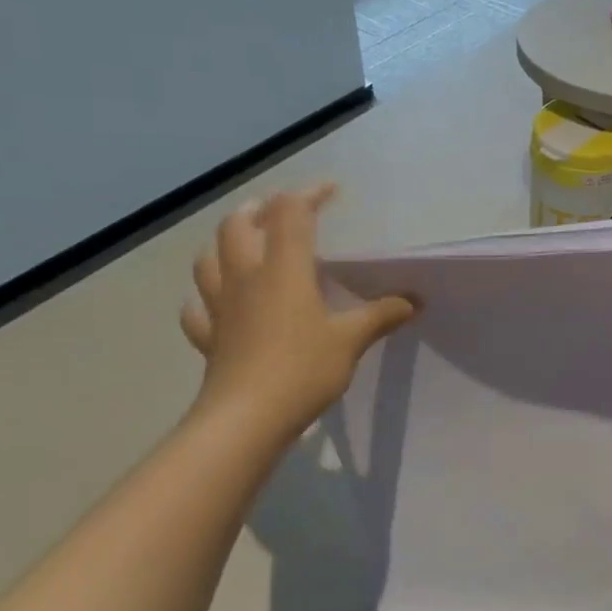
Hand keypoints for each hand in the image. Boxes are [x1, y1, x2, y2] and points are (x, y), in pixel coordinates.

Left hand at [180, 185, 414, 456]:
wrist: (246, 419)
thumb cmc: (302, 369)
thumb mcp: (351, 340)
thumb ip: (381, 315)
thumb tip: (413, 301)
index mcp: (283, 268)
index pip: (290, 212)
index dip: (309, 194)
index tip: (332, 191)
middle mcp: (246, 277)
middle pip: (238, 225)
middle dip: (260, 209)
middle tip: (283, 212)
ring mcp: (220, 307)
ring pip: (209, 260)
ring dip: (225, 244)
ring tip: (245, 246)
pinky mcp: (209, 337)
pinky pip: (197, 310)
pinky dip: (204, 299)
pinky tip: (214, 304)